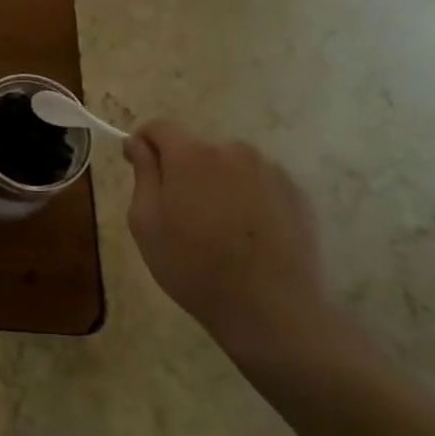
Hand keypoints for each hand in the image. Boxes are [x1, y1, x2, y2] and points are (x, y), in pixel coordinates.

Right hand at [123, 120, 336, 366]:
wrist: (271, 309)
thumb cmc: (193, 266)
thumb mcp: (146, 222)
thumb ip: (143, 174)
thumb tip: (137, 143)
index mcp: (191, 155)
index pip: (159, 127)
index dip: (143, 143)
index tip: (139, 170)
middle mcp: (233, 151)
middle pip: (196, 148)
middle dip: (182, 170)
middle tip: (179, 214)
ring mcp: (270, 171)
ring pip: (229, 166)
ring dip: (216, 183)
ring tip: (217, 228)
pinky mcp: (297, 194)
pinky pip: (258, 184)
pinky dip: (246, 198)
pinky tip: (246, 235)